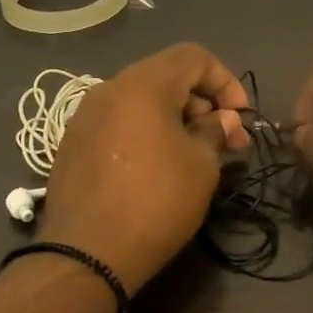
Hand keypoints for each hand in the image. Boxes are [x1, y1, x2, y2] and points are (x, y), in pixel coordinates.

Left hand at [38, 43, 250, 292]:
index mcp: (143, 85)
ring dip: (174, 117)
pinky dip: (145, 130)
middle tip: (225, 141)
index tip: (239, 118)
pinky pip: (119, 121)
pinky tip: (156, 165)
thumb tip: (224, 119)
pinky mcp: (73, 142)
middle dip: (202, 102)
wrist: (85, 255)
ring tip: (193, 154)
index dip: (225, 80)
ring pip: (141, 99)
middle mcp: (109, 88)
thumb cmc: (155, 202)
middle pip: (166, 75)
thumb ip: (215, 131)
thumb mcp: (201, 166)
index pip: (194, 57)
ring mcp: (85, 115)